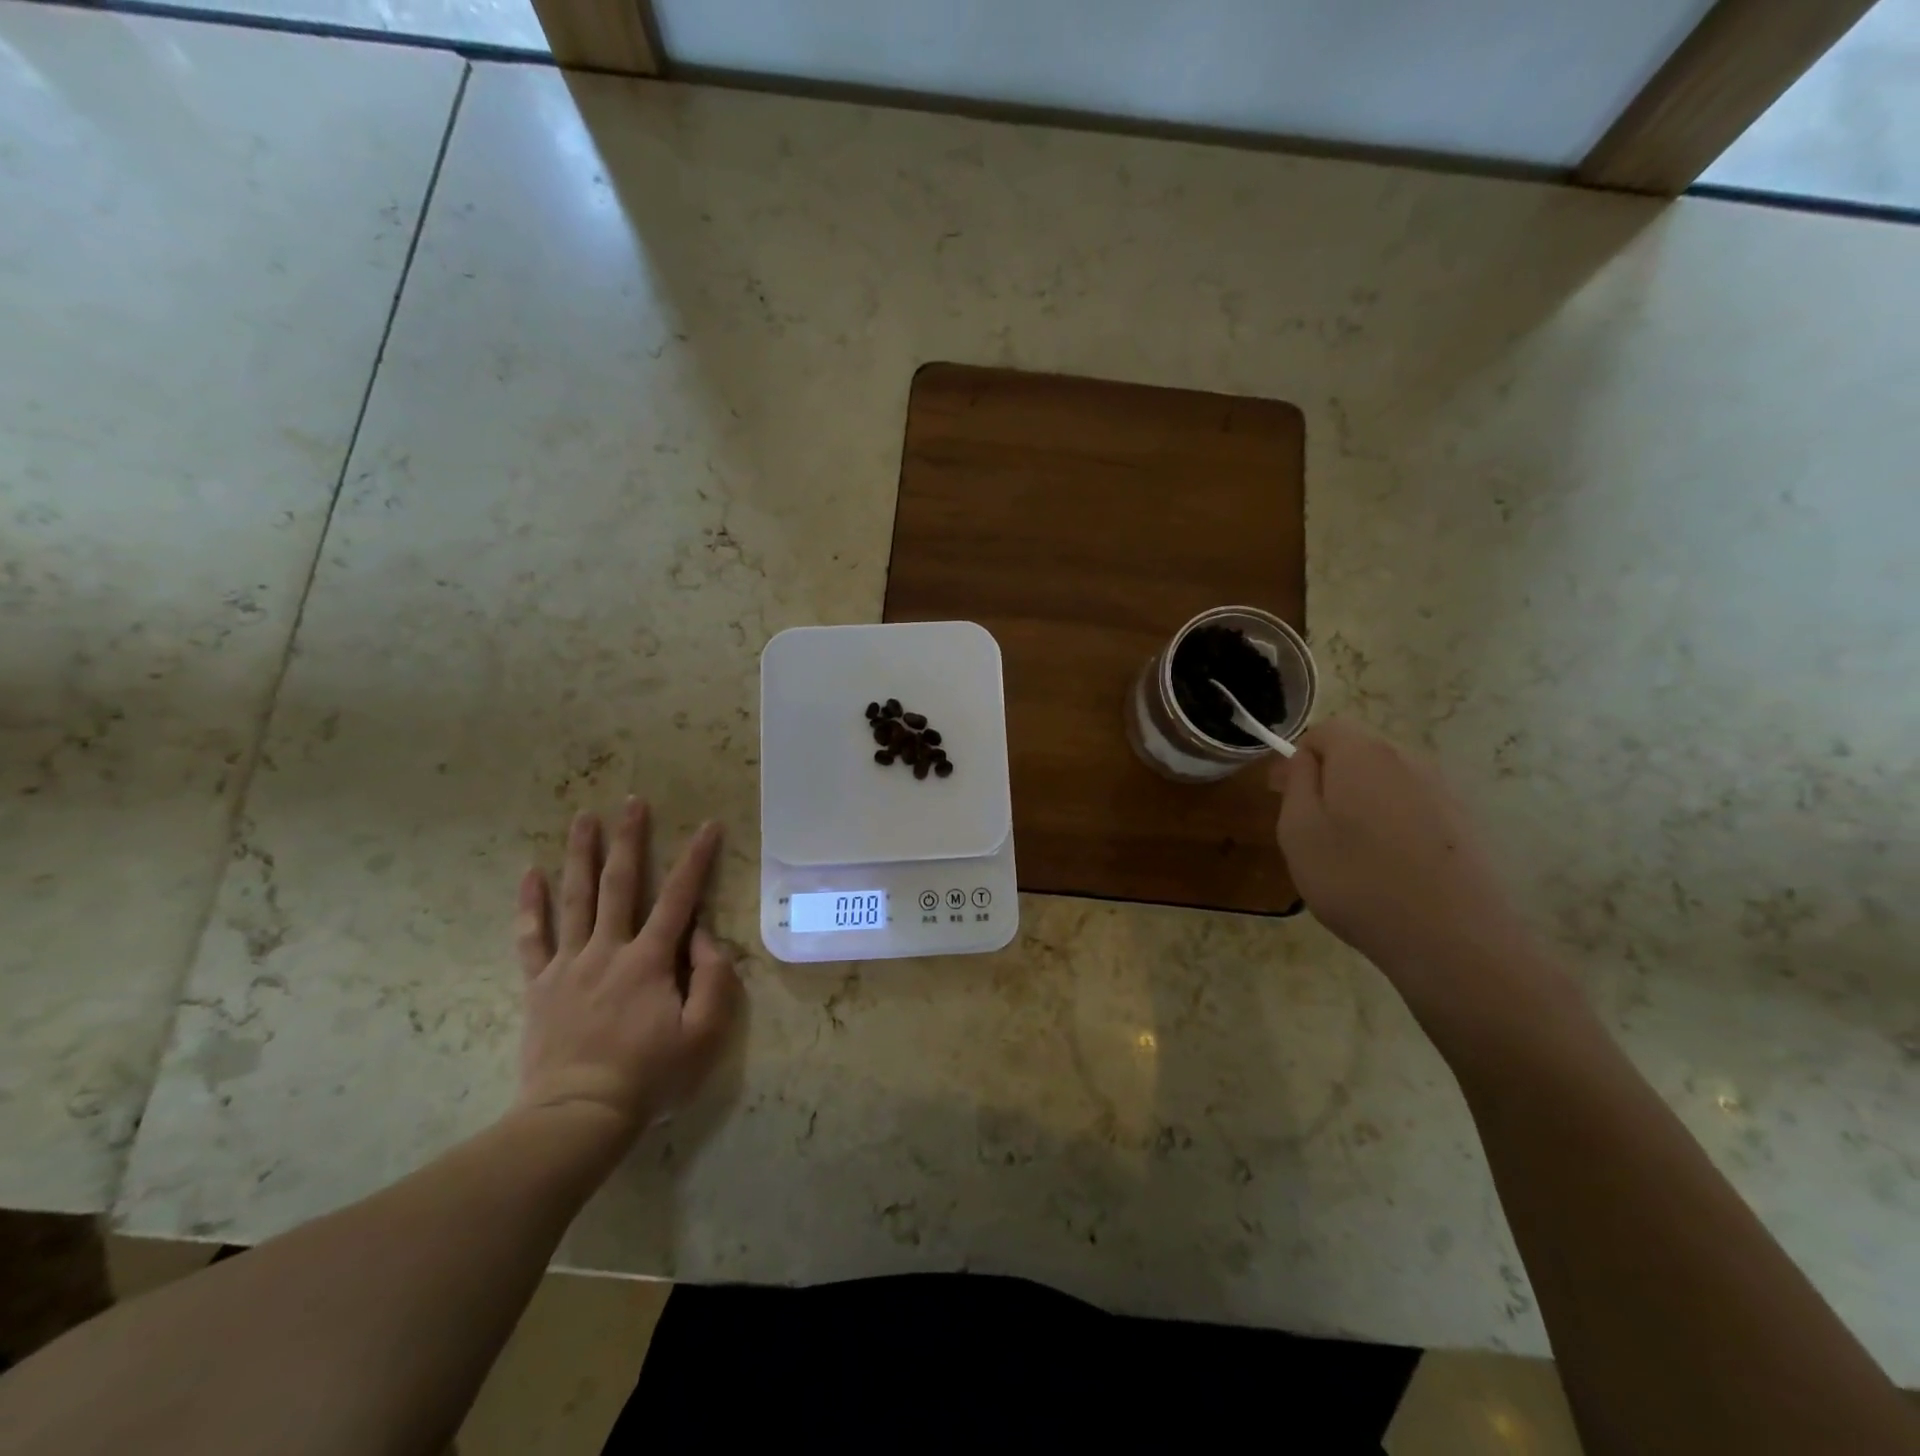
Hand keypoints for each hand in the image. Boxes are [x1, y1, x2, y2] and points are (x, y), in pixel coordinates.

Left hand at [512, 800, 740, 1149]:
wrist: (577, 1116)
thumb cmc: (649, 1076)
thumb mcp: (703, 1035)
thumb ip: (713, 980)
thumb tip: (704, 937)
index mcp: (650, 960)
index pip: (679, 898)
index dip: (697, 859)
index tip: (709, 826)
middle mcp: (608, 950)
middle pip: (620, 884)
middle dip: (629, 839)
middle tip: (632, 802)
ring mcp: (569, 965)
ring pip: (575, 899)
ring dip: (581, 855)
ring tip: (583, 817)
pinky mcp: (540, 986)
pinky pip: (531, 938)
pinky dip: (530, 904)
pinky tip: (530, 873)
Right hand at [1271, 720, 1543, 1017]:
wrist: (1452, 939)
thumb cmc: (1356, 880)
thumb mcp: (1298, 830)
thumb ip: (1296, 782)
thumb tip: (1303, 758)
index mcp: (1363, 754)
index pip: (1325, 729)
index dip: (1299, 757)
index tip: (1283, 796)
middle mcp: (1410, 760)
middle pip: (1358, 754)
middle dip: (1330, 780)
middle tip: (1310, 831)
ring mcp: (1445, 792)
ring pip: (1387, 784)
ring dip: (1362, 805)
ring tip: (1350, 856)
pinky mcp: (1468, 825)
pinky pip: (1415, 811)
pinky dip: (1394, 827)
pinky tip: (1390, 870)